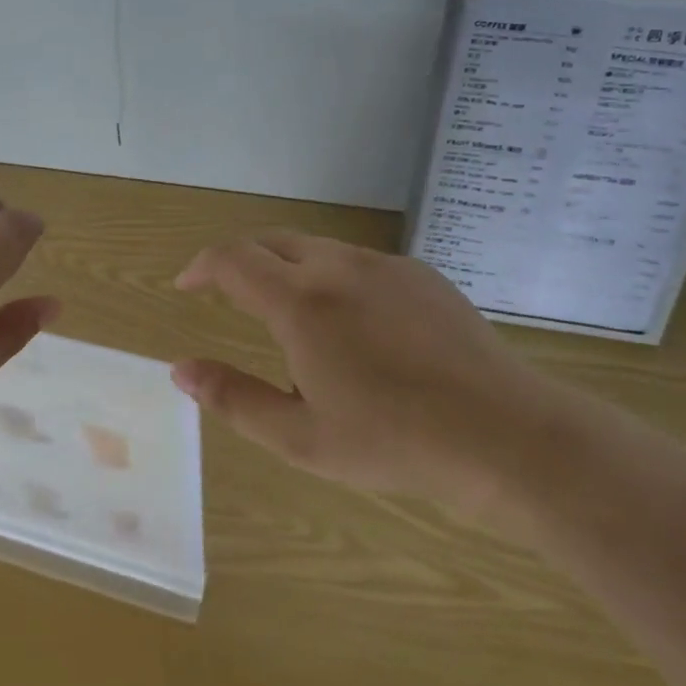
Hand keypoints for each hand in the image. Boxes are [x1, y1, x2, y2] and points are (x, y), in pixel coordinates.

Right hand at [171, 232, 590, 533]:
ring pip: (316, 248)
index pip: (232, 259)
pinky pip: (358, 262)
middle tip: (226, 294)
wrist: (506, 435)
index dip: (200, 267)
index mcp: (301, 303)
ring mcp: (384, 265)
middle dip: (239, 261)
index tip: (186, 286)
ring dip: (286, 269)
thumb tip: (180, 369)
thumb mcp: (301, 438)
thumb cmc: (394, 443)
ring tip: (290, 319)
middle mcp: (338, 266)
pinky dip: (331, 277)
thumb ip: (234, 397)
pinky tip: (353, 325)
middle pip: (271, 242)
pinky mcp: (421, 274)